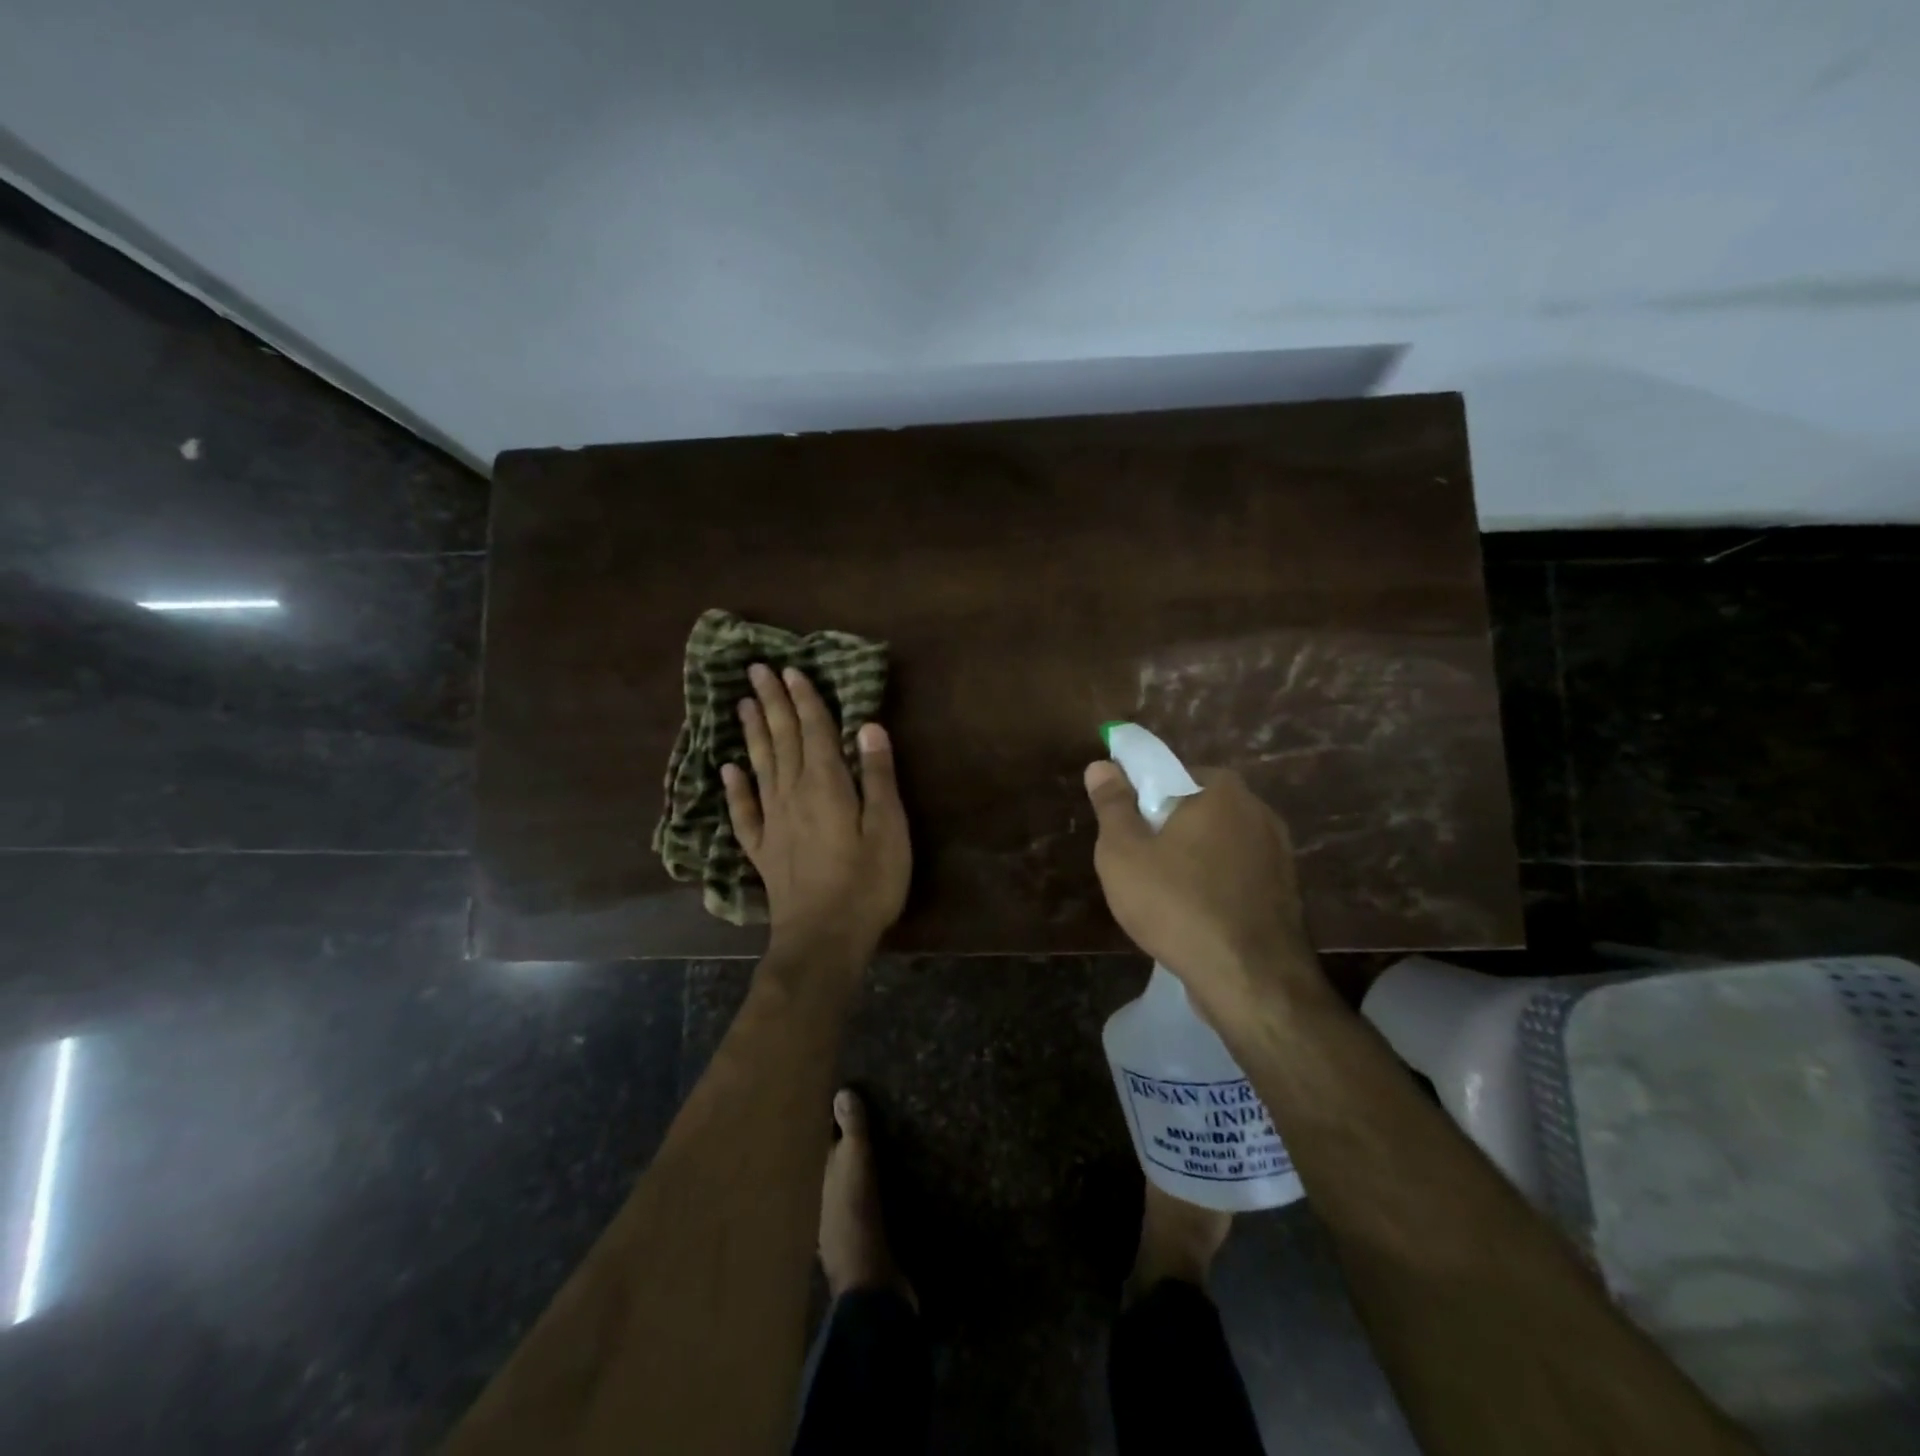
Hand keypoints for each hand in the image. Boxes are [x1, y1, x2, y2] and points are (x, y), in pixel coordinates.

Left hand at [722, 664, 910, 955]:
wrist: (823, 939)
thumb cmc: (867, 883)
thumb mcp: (888, 828)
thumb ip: (877, 776)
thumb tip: (868, 727)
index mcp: (827, 785)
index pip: (813, 730)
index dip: (804, 699)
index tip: (790, 670)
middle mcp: (793, 794)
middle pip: (782, 739)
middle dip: (771, 703)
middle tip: (756, 670)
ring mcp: (773, 822)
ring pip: (760, 765)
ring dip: (753, 732)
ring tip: (741, 704)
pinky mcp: (763, 849)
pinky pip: (744, 811)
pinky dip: (735, 787)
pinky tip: (728, 769)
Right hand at [1084, 761, 1322, 1020]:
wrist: (1250, 980)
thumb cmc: (1176, 904)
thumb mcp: (1123, 852)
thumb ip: (1112, 804)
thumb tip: (1102, 765)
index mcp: (1221, 789)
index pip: (1170, 773)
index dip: (1141, 797)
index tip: (1124, 830)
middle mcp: (1258, 810)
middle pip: (1196, 807)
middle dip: (1166, 828)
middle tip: (1138, 864)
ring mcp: (1279, 852)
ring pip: (1217, 843)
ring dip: (1191, 859)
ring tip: (1164, 896)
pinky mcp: (1286, 890)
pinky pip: (1236, 874)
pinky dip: (1214, 885)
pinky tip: (1195, 915)